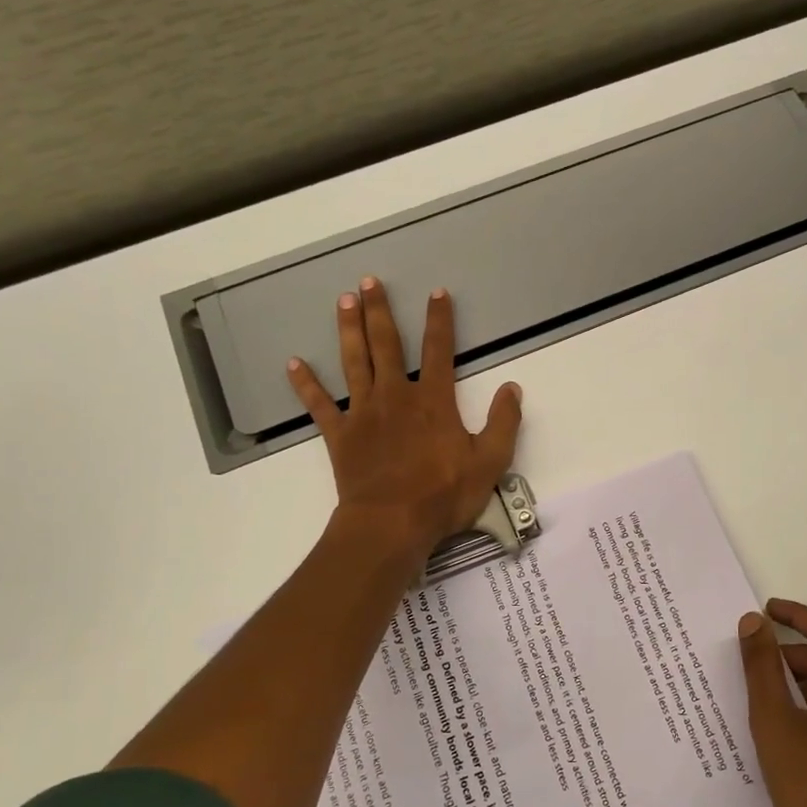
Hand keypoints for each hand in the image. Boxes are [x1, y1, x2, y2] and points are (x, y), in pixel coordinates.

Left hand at [287, 277, 522, 556]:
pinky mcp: (340, 435)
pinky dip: (306, 384)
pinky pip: (320, 404)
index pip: (439, 350)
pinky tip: (293, 363)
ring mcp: (364, 413)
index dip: (439, 320)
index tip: (436, 292)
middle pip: (387, 345)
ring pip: (354, 362)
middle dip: (379, 311)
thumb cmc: (443, 495)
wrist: (391, 525)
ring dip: (349, 330)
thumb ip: (504, 423)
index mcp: (434, 401)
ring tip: (343, 301)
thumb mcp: (490, 462)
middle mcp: (396, 396)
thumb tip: (513, 388)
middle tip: (368, 282)